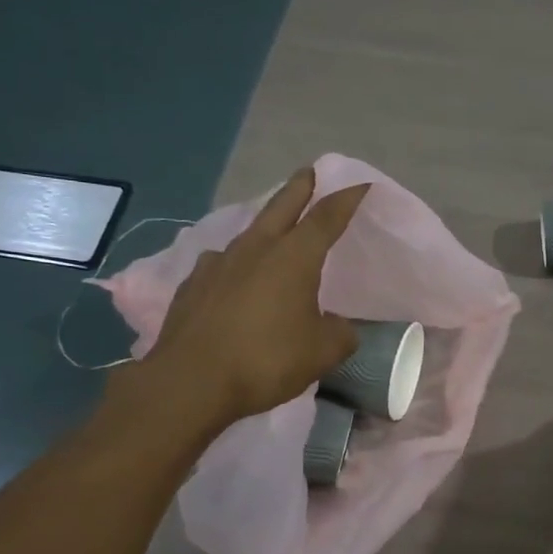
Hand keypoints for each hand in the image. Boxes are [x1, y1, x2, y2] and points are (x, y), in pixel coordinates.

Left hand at [103, 170, 368, 434]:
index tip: (361, 185)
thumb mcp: (322, 352)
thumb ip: (340, 334)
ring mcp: (218, 264)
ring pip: (249, 233)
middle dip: (300, 188)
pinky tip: (233, 276)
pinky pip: (221, 263)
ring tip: (272, 230)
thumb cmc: (266, 360)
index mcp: (294, 258)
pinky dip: (235, 263)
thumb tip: (339, 327)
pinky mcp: (192, 285)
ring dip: (265, 225)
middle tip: (309, 172)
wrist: (191, 380)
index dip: (346, 199)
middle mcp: (256, 250)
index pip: (327, 218)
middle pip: (282, 207)